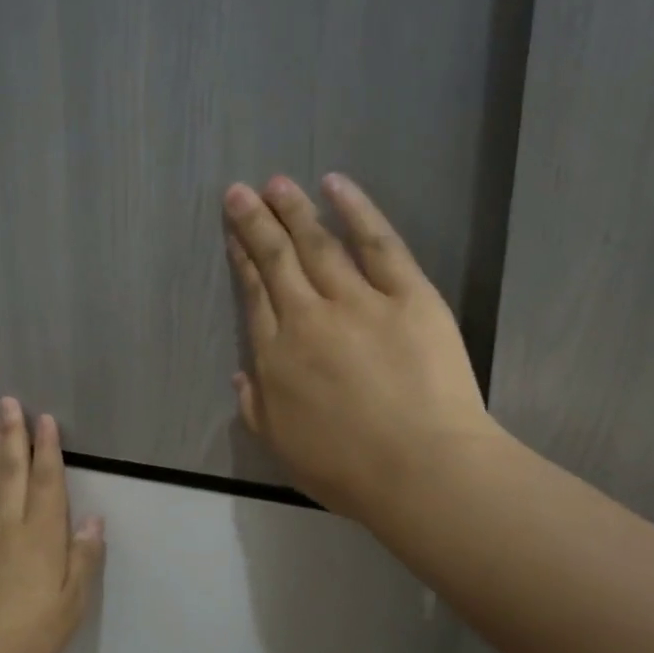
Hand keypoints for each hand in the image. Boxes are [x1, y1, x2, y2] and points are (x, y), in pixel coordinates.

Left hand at [0, 397, 105, 652]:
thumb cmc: (30, 633)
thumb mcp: (71, 602)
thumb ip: (83, 558)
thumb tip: (93, 519)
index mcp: (40, 535)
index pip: (45, 481)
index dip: (47, 448)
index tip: (44, 418)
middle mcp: (8, 524)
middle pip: (12, 470)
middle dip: (13, 434)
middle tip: (8, 402)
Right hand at [223, 174, 500, 517]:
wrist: (420, 469)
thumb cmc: (346, 470)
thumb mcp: (281, 447)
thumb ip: (255, 407)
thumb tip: (241, 373)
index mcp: (276, 356)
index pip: (254, 295)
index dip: (242, 260)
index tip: (233, 234)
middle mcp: (308, 318)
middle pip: (277, 261)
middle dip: (256, 223)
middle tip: (239, 191)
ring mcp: (359, 302)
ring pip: (319, 244)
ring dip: (294, 210)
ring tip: (277, 183)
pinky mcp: (409, 295)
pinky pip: (379, 244)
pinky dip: (357, 211)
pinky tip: (336, 185)